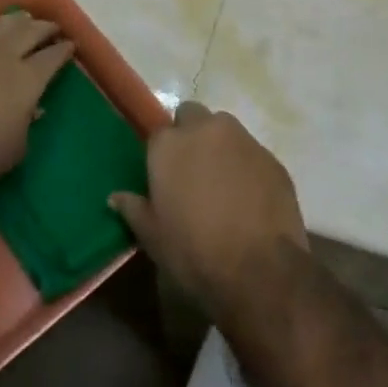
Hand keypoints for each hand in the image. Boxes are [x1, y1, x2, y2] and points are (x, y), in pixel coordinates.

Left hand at [0, 13, 73, 189]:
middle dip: (45, 27)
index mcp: (28, 78)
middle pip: (30, 31)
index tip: (71, 44)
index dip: (64, 49)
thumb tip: (33, 108)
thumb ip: (27, 123)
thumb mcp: (17, 148)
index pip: (53, 56)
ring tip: (23, 19)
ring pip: (1, 24)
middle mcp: (4, 55)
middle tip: (52, 27)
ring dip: (16, 20)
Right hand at [110, 102, 306, 313]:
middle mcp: (205, 130)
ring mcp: (242, 140)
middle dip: (190, 134)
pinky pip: (251, 152)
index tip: (165, 176)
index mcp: (170, 144)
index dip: (162, 153)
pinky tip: (249, 197)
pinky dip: (246, 166)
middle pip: (192, 115)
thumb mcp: (153, 238)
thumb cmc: (195, 253)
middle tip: (192, 171)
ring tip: (222, 183)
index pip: (159, 132)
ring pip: (225, 129)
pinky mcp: (272, 157)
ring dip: (220, 146)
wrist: (260, 271)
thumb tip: (115, 197)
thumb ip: (133, 209)